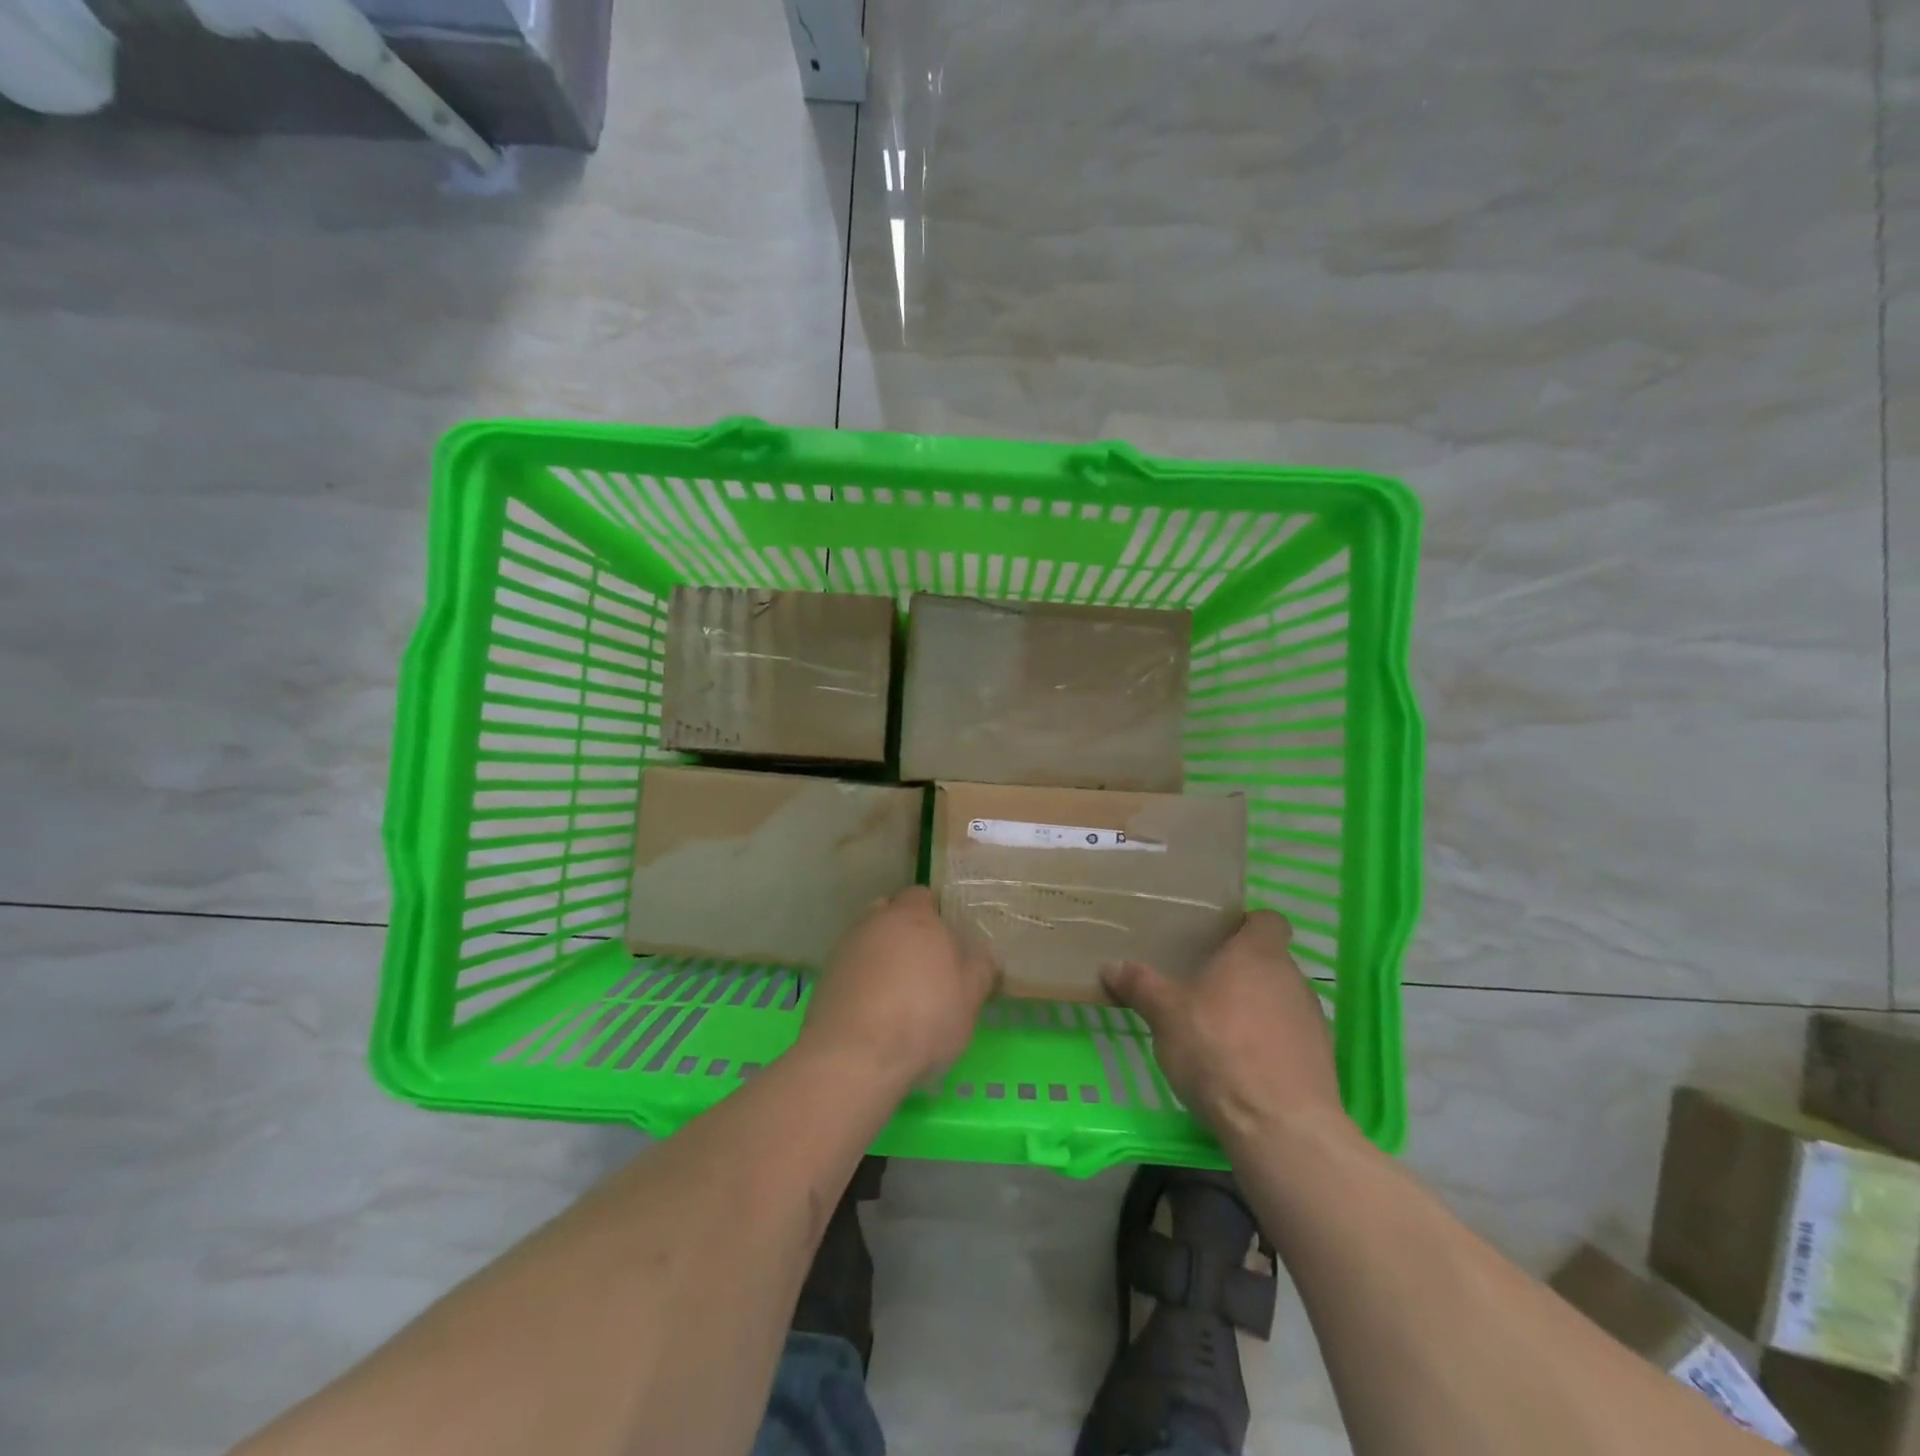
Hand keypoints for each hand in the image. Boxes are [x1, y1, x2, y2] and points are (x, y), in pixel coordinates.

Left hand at [800, 887, 998, 1088]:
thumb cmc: (924, 1018)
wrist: (856, 1056)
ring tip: (896, 992)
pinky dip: (862, 980)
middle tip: (923, 967)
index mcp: (915, 917)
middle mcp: (876, 921)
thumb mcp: (970, 998)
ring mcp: (846, 948)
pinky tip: (872, 1011)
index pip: (922, 897)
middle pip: (891, 913)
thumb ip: (980, 969)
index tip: (945, 944)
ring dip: (880, 955)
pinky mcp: (826, 977)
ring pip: (868, 939)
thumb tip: (982, 956)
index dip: (934, 916)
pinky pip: (851, 967)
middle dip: (904, 932)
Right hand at [1102, 910, 1344, 1140]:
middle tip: (1201, 986)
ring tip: (1218, 1031)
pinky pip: (1290, 1038)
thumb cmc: (1218, 1050)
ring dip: (1255, 1009)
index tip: (1217, 939)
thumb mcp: (1165, 1015)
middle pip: (1269, 962)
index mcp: (1258, 954)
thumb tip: (1111, 966)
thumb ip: (1140, 986)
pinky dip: (1269, 1044)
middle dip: (1239, 972)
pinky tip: (1241, 1067)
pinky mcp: (1321, 1061)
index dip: (1246, 925)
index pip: (1268, 920)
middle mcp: (1292, 979)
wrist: (1280, 1126)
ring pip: (1280, 1000)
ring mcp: (1312, 1021)